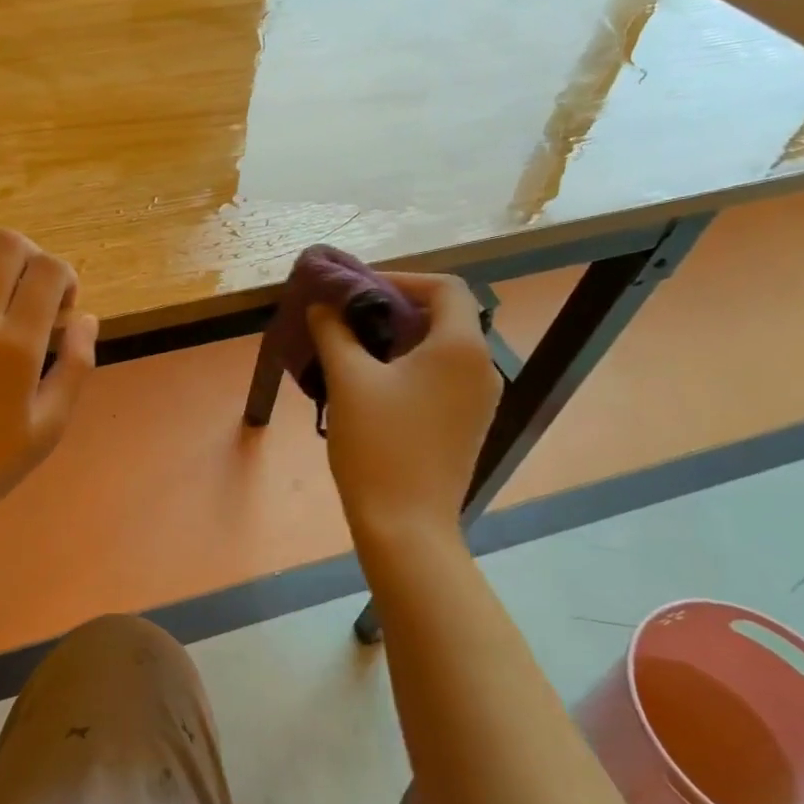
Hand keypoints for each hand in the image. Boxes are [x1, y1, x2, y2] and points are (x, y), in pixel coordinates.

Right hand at [308, 273, 501, 548]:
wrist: (406, 524)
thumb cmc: (378, 445)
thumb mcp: (348, 380)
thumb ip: (334, 331)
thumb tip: (323, 304)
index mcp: (460, 346)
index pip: (445, 287)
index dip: (401, 279)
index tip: (358, 290)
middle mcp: (481, 366)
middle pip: (445, 315)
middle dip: (395, 307)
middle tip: (348, 317)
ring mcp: (479, 398)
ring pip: (443, 347)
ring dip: (401, 338)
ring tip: (354, 348)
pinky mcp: (468, 423)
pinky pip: (443, 376)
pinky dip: (412, 366)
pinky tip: (373, 384)